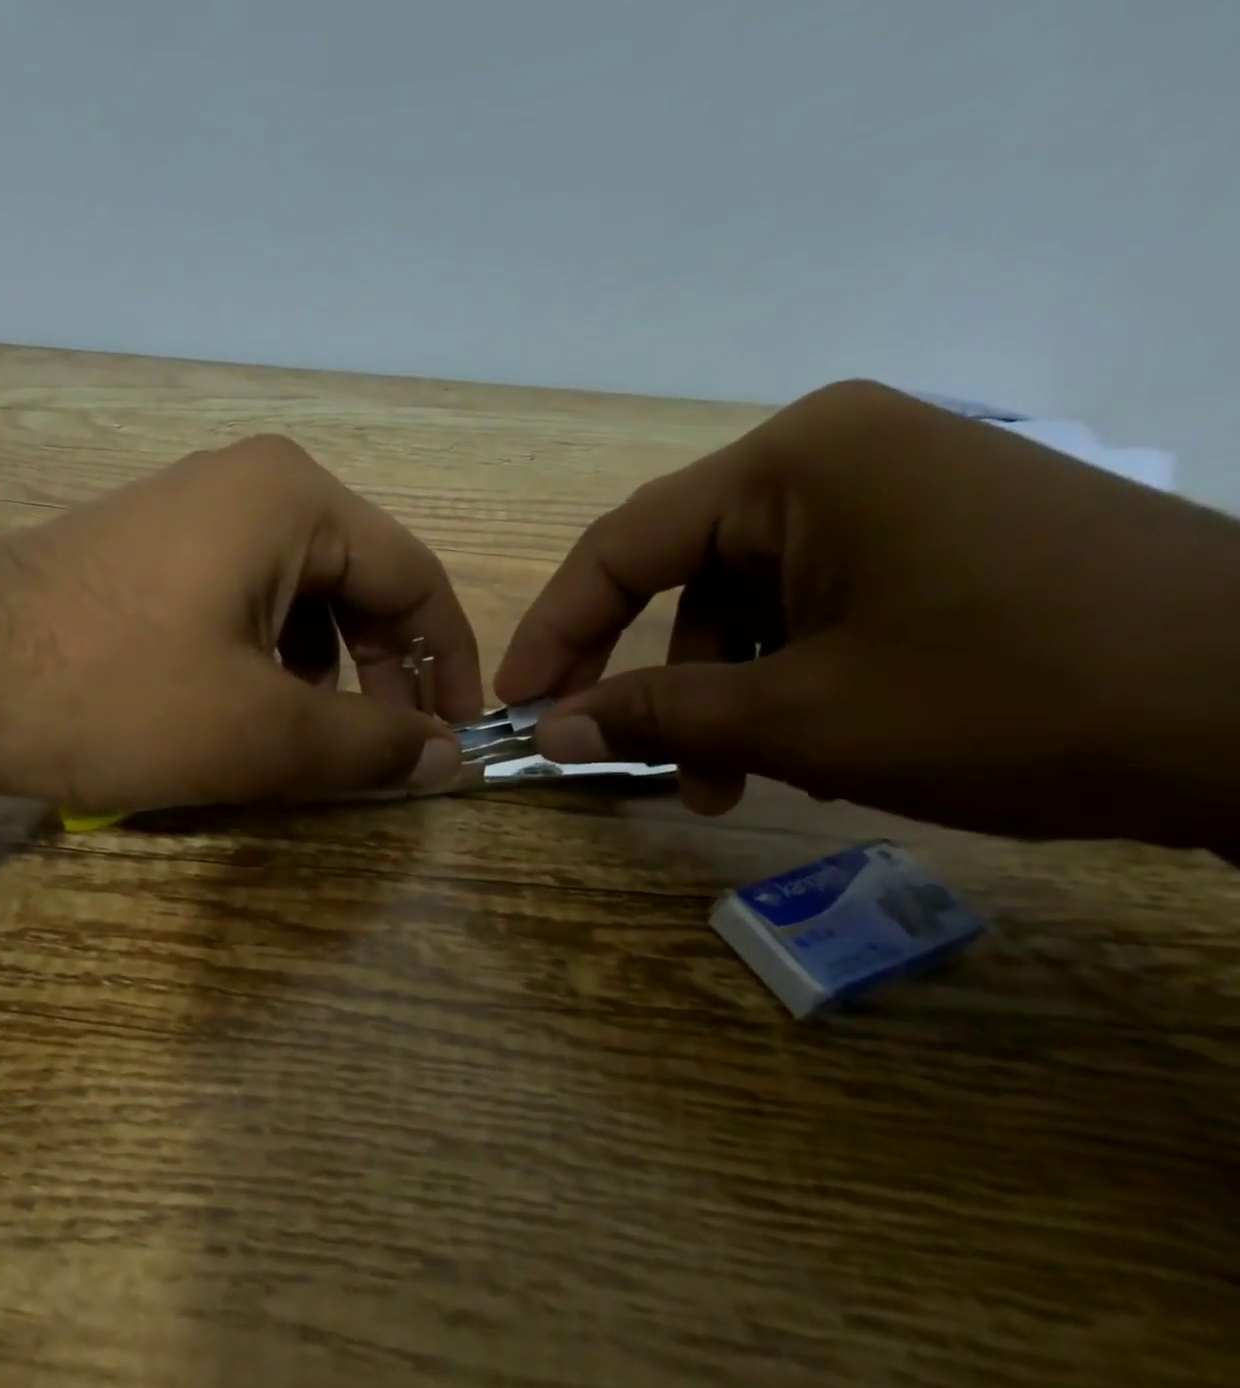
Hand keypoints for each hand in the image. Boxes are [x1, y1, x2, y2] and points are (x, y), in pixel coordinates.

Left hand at [0, 435, 481, 812]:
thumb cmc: (116, 696)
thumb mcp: (263, 733)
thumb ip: (372, 744)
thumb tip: (448, 758)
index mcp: (295, 500)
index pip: (417, 579)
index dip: (451, 664)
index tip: (458, 738)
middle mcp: (251, 485)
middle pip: (360, 584)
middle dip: (384, 671)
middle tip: (384, 749)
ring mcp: (192, 512)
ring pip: (302, 596)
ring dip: (325, 670)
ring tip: (308, 735)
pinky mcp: (150, 550)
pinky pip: (245, 600)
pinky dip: (268, 657)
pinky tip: (243, 705)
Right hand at [496, 381, 1239, 851]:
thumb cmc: (1018, 699)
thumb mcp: (801, 717)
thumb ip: (656, 718)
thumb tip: (549, 732)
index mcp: (792, 465)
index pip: (620, 549)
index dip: (554, 632)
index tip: (517, 704)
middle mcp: (829, 457)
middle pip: (678, 575)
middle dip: (642, 675)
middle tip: (605, 749)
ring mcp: (884, 494)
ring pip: (740, 604)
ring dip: (715, 697)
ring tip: (724, 783)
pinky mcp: (924, 538)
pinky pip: (803, 607)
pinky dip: (777, 679)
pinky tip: (795, 745)